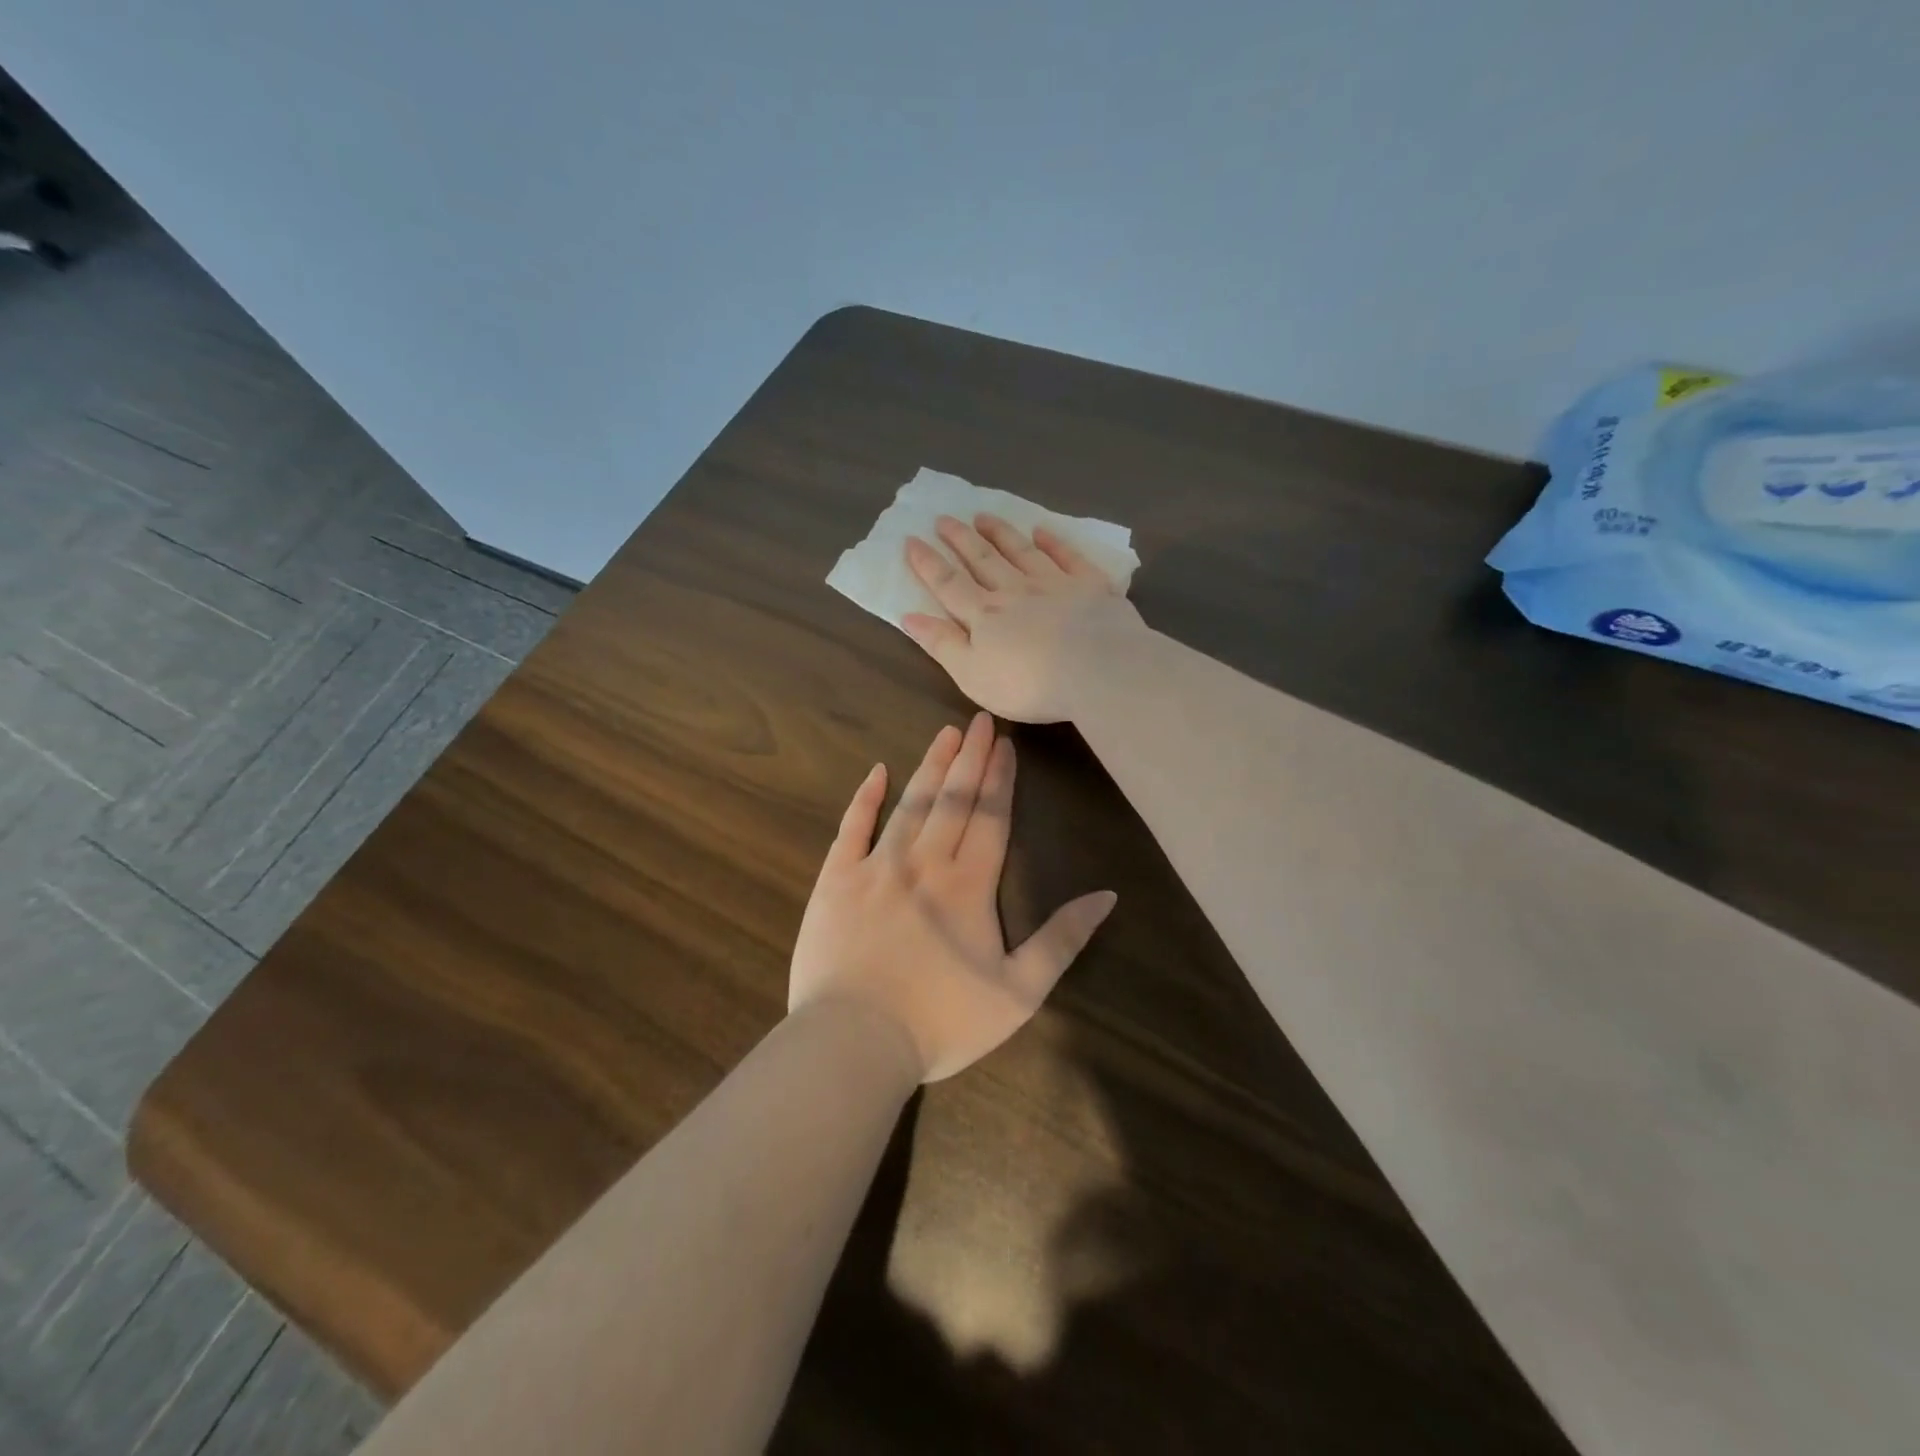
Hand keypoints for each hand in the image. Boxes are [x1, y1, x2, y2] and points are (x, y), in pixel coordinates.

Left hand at [790, 713, 1116, 1081]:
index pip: (990, 817)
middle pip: (953, 799)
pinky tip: (877, 771)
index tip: (1006, 745)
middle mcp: (924, 861)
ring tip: (945, 733)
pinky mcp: (835, 880)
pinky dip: (864, 798)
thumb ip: (1062, 941)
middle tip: (979, 720)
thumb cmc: (942, 1022)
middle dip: (970, 757)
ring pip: (909, 803)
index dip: (1000, 779)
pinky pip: (851, 828)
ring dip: (930, 766)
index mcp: (969, 885)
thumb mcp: (1019, 993)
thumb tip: (1106, 897)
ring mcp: (876, 866)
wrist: (855, 1041)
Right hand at [901, 514, 1146, 723]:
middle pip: (982, 560)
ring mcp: (1054, 584)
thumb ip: (942, 644)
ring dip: (1000, 533)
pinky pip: (1068, 557)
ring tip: (983, 516)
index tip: (911, 540)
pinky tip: (1042, 531)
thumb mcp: (972, 674)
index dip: (928, 564)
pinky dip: (1053, 542)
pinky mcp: (1090, 586)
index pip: (949, 585)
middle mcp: (1015, 591)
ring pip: (1021, 551)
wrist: (1097, 670)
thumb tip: (909, 616)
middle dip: (960, 539)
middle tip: (943, 518)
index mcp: (984, 615)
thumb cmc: (1028, 684)